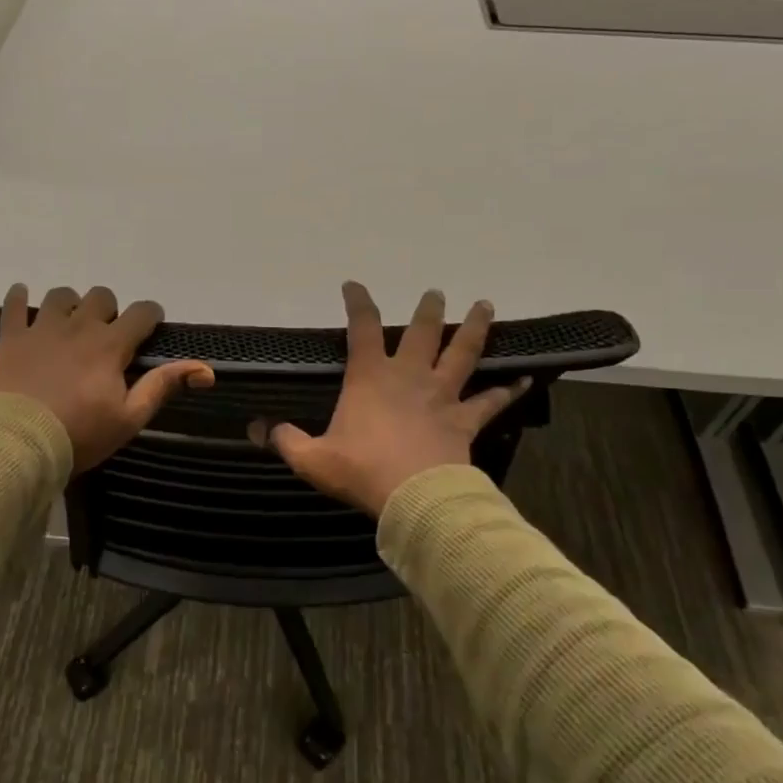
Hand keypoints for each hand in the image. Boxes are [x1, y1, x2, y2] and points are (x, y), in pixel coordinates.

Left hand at [0, 283, 214, 472]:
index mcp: (111, 345)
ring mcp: (43, 328)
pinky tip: (22, 298)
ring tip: (68, 325)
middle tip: (105, 336)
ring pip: (61, 295)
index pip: (141, 312)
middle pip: (101, 296)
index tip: (150, 327)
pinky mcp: (13, 337)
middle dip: (109, 310)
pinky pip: (14, 305)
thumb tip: (205, 369)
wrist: (19, 442)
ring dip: (70, 305)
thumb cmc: (80, 434)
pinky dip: (19, 298)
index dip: (150, 316)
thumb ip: (162, 386)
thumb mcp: (129, 418)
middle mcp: (79, 326)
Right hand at [258, 282, 527, 516]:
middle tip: (436, 293)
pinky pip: (490, 402)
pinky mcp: (463, 421)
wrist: (414, 497)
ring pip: (462, 354)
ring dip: (474, 329)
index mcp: (370, 378)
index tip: (353, 285)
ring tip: (485, 305)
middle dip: (428, 310)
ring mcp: (441, 396)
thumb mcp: (312, 459)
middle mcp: (408, 377)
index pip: (362, 329)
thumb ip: (285, 441)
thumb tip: (257, 430)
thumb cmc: (361, 470)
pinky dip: (507, 391)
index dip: (358, 303)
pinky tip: (524, 380)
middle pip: (422, 333)